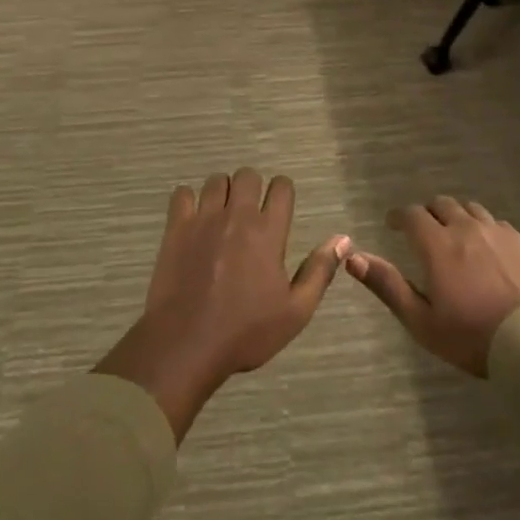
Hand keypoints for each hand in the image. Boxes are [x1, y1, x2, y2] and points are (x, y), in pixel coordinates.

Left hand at [95, 169, 350, 441]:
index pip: (281, 187)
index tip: (279, 208)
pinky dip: (189, 200)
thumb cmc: (245, 332)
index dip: (282, 192)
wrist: (186, 344)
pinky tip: (192, 220)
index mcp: (269, 232)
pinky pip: (183, 194)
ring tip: (221, 215)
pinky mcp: (176, 228)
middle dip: (251, 188)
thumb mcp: (295, 311)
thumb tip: (343, 240)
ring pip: (216, 181)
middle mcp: (238, 215)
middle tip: (249, 213)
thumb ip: (319, 271)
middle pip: (247, 176)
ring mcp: (204, 219)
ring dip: (222, 192)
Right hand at [346, 197, 519, 376]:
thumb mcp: (421, 321)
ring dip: (455, 216)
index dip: (398, 216)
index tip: (392, 224)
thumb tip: (353, 258)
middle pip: (441, 204)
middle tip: (422, 231)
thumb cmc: (472, 336)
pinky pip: (494, 222)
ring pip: (469, 209)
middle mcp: (465, 228)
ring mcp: (496, 233)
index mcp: (437, 245)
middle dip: (427, 213)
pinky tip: (485, 245)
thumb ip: (387, 286)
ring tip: (454, 235)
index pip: (411, 215)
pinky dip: (482, 227)